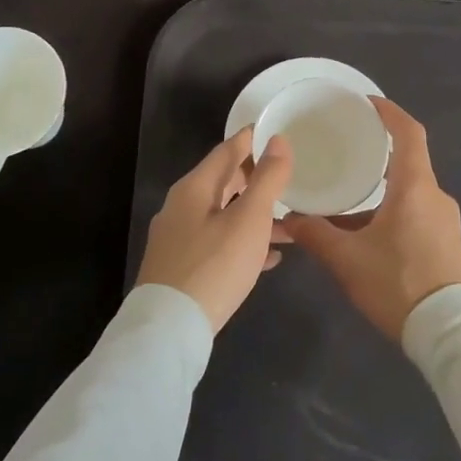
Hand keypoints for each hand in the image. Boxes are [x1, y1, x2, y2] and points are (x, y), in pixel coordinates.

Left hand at [134, 128, 292, 331]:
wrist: (169, 329)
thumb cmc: (214, 266)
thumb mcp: (249, 219)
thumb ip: (267, 179)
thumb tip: (279, 140)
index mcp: (194, 188)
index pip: (227, 150)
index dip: (253, 139)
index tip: (278, 131)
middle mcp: (182, 207)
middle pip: (223, 182)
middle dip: (256, 178)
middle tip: (289, 174)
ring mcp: (179, 239)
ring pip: (224, 215)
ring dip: (255, 215)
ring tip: (290, 223)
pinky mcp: (182, 267)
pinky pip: (218, 243)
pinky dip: (244, 243)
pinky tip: (270, 257)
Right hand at [281, 97, 460, 339]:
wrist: (450, 333)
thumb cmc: (398, 284)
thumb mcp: (348, 260)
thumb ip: (315, 235)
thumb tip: (287, 219)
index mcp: (415, 188)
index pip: (408, 133)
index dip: (389, 112)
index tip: (366, 103)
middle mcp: (435, 197)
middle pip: (408, 162)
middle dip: (378, 154)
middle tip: (347, 150)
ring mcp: (445, 221)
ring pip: (410, 192)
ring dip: (381, 190)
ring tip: (348, 196)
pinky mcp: (447, 243)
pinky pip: (417, 213)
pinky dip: (392, 211)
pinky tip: (367, 233)